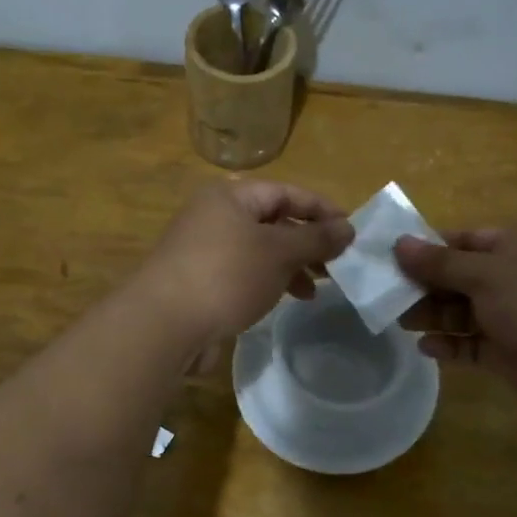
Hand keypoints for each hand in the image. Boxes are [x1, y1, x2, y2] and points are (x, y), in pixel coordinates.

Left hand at [134, 180, 353, 361]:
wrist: (164, 325)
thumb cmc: (226, 275)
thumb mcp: (279, 252)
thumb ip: (316, 238)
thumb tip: (349, 228)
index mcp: (231, 196)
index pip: (287, 192)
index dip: (322, 209)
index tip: (352, 232)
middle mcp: (215, 216)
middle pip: (273, 221)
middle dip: (308, 242)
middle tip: (337, 264)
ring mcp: (205, 250)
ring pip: (260, 250)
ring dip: (292, 266)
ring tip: (317, 289)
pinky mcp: (201, 281)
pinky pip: (245, 273)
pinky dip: (269, 282)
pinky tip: (287, 300)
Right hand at [394, 228, 516, 419]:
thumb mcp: (486, 274)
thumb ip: (440, 262)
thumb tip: (399, 243)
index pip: (465, 240)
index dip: (428, 248)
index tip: (391, 258)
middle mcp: (515, 278)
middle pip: (459, 277)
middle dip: (425, 285)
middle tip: (386, 294)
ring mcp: (513, 317)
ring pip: (463, 312)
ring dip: (433, 315)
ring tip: (400, 322)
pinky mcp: (510, 353)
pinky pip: (472, 345)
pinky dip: (450, 345)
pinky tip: (427, 348)